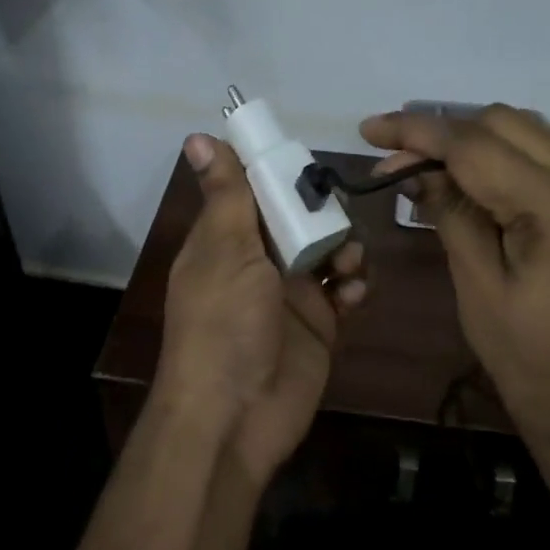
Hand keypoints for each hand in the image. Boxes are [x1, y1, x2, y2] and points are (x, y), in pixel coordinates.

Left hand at [158, 134, 365, 481]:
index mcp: (226, 240)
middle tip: (334, 216)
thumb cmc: (223, 323)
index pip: (254, 190)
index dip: (278, 172)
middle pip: (299, 218)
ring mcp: (290, 294)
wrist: (235, 414)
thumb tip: (197, 136)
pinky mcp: (319, 325)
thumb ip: (226, 195)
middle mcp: (258, 262)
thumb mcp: (224, 251)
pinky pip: (344, 292)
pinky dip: (352, 287)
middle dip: (322, 212)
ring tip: (346, 265)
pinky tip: (350, 295)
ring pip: (328, 251)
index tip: (305, 158)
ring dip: (344, 249)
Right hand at [361, 106, 549, 485]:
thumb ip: (450, 213)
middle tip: (396, 161)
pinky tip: (470, 181)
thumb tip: (411, 168)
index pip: (477, 146)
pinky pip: (547, 158)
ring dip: (474, 141)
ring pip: (528, 133)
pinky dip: (503, 159)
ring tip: (425, 168)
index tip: (370, 130)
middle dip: (445, 132)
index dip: (418, 132)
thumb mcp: (478, 286)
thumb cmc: (530, 361)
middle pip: (506, 123)